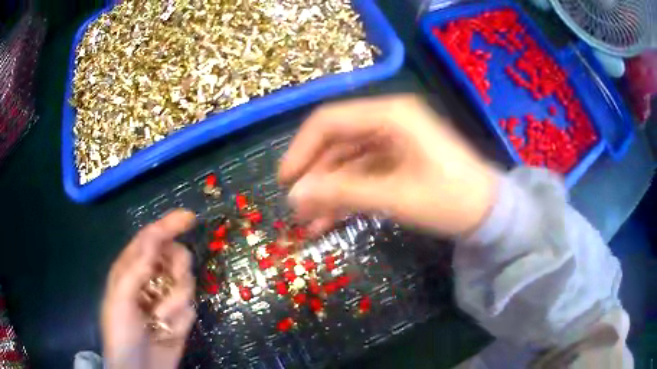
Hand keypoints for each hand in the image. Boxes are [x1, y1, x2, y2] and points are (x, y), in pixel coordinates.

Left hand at [101, 210, 196, 368]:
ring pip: (186, 284)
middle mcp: (150, 279)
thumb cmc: (121, 333)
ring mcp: (166, 299)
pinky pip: (190, 308)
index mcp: (131, 269)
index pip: (151, 239)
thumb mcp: (120, 300)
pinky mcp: (180, 318)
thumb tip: (154, 239)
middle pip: (175, 258)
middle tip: (174, 281)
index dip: (169, 225)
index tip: (190, 218)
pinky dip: (181, 320)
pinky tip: (168, 330)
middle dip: (178, 268)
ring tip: (162, 318)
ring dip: (176, 302)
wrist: (139, 368)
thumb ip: (135, 269)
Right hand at [278, 95, 497, 236]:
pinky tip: (330, 217)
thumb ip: (342, 193)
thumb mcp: (396, 197)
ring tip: (309, 221)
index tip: (285, 180)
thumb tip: (294, 196)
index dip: (301, 149)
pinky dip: (346, 193)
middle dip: (314, 174)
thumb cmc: (451, 199)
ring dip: (328, 189)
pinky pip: (363, 172)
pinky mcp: (398, 159)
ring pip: (347, 160)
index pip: (329, 121)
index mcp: (390, 115)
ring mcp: (393, 140)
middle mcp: (388, 120)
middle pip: (336, 140)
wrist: (489, 213)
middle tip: (297, 207)